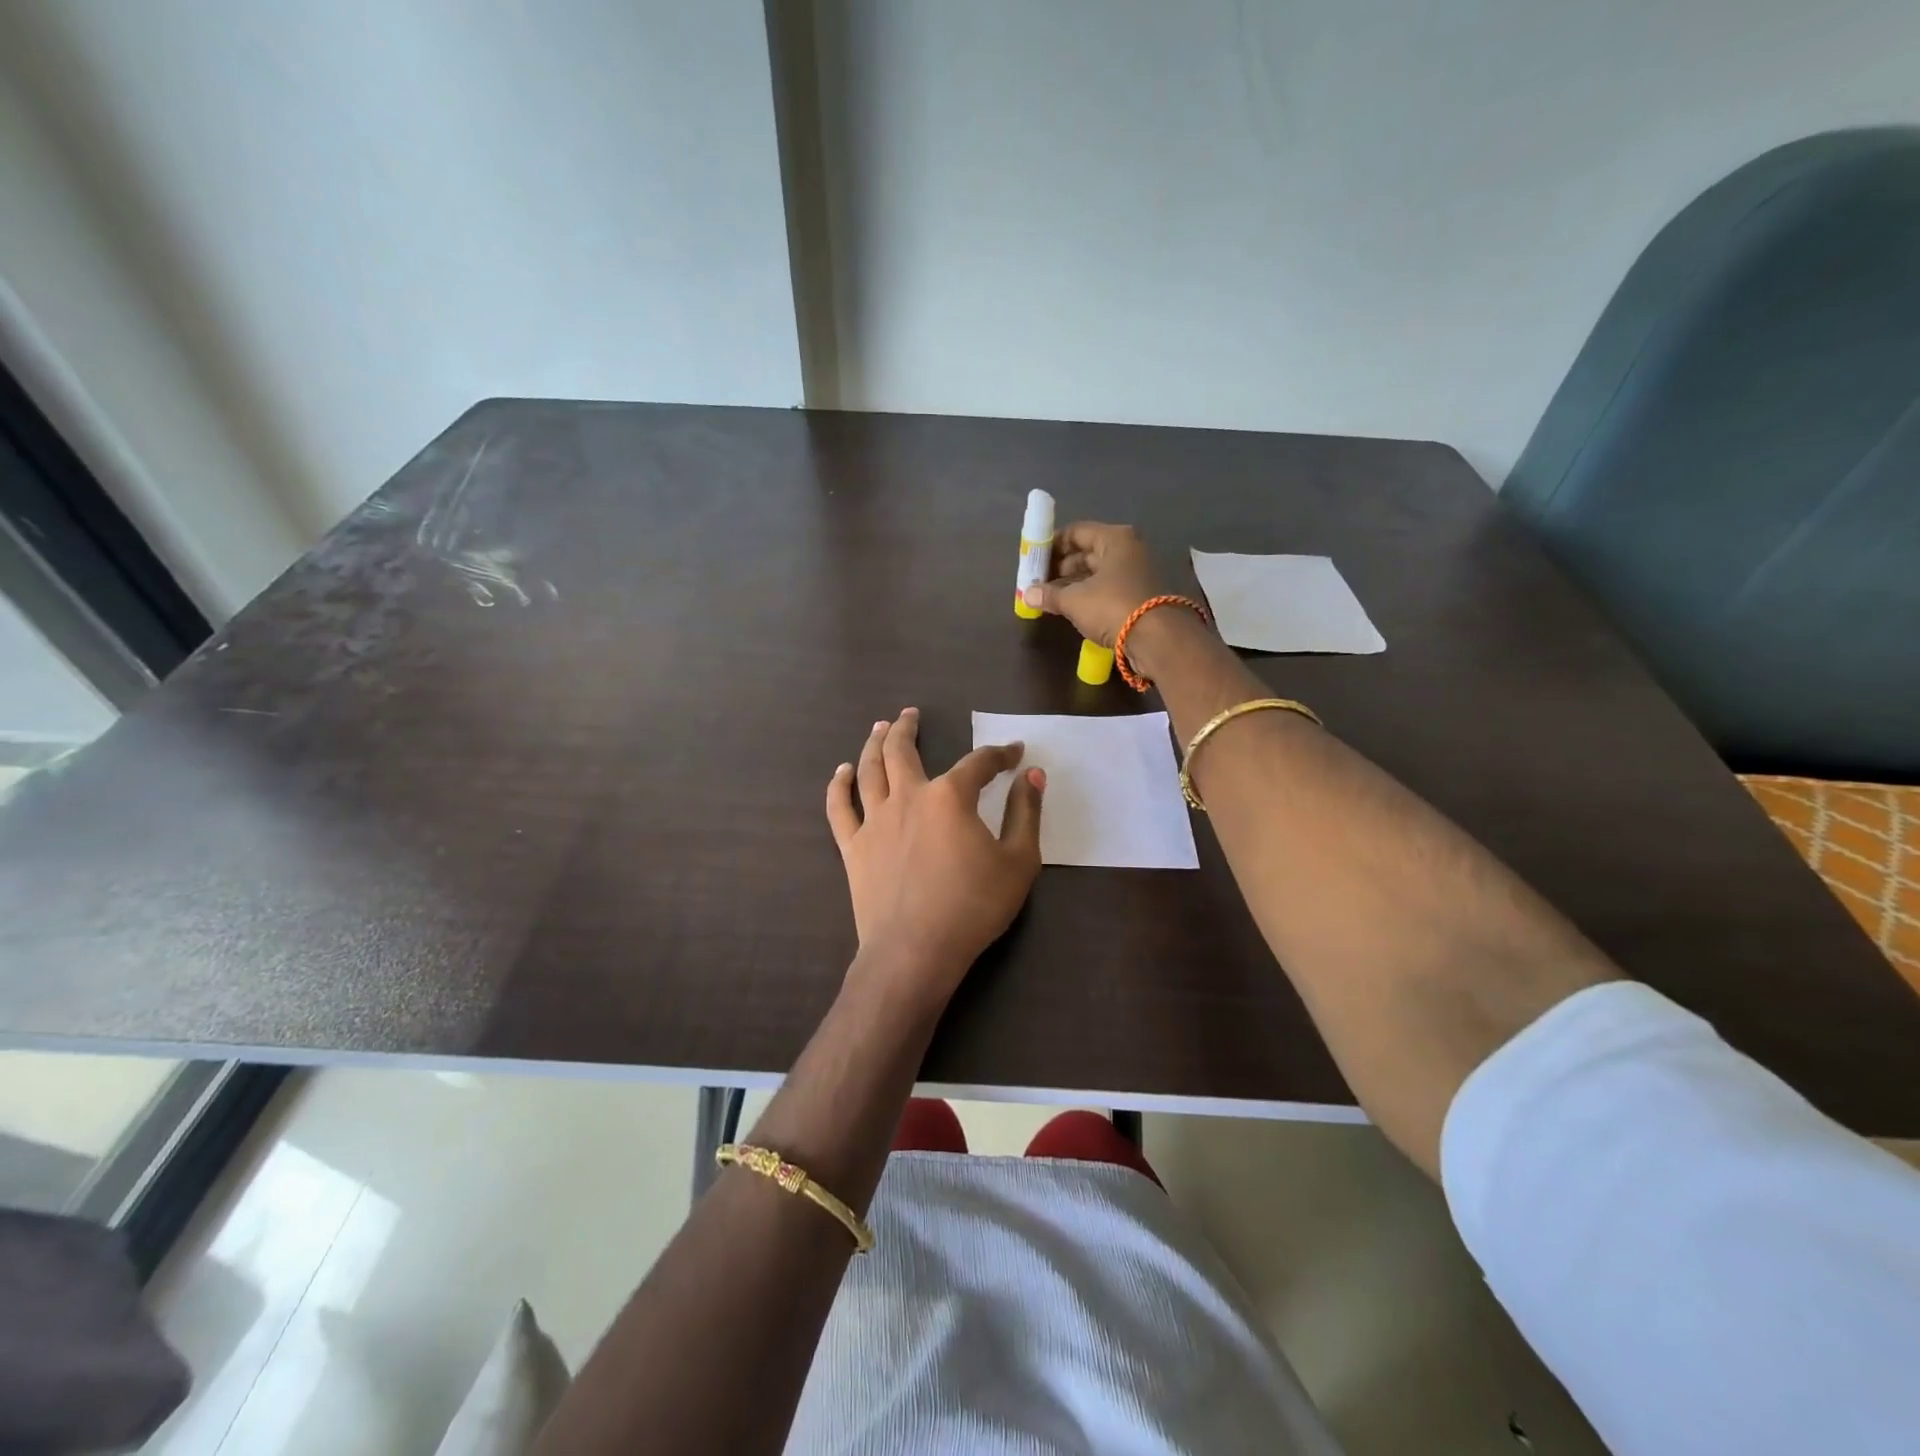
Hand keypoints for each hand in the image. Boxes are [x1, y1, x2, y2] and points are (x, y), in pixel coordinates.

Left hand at [825, 708, 1044, 1010]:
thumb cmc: (974, 907)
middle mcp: (908, 797)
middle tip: (910, 713)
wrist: (915, 950)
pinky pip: (839, 808)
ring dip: (874, 744)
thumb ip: (1026, 813)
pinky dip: (839, 785)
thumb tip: (1032, 774)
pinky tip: (842, 772)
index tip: (1013, 753)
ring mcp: (875, 821)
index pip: (979, 763)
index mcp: (951, 797)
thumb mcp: (1019, 861)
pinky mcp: (853, 847)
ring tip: (879, 728)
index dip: (999, 754)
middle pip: (904, 751)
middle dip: (908, 727)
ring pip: (869, 770)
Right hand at [1020, 521, 1169, 646]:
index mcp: (1114, 539)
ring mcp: (1136, 573)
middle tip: (1038, 581)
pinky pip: (1108, 588)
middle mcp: (1128, 550)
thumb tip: (1027, 594)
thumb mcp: (1074, 600)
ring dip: (1073, 583)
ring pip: (1098, 572)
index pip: (1076, 532)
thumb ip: (1049, 594)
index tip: (1033, 559)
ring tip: (1050, 597)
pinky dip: (1089, 595)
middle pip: (1088, 552)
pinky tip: (1072, 607)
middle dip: (1061, 567)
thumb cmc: (1112, 606)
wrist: (1157, 639)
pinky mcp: (1140, 595)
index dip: (1052, 544)